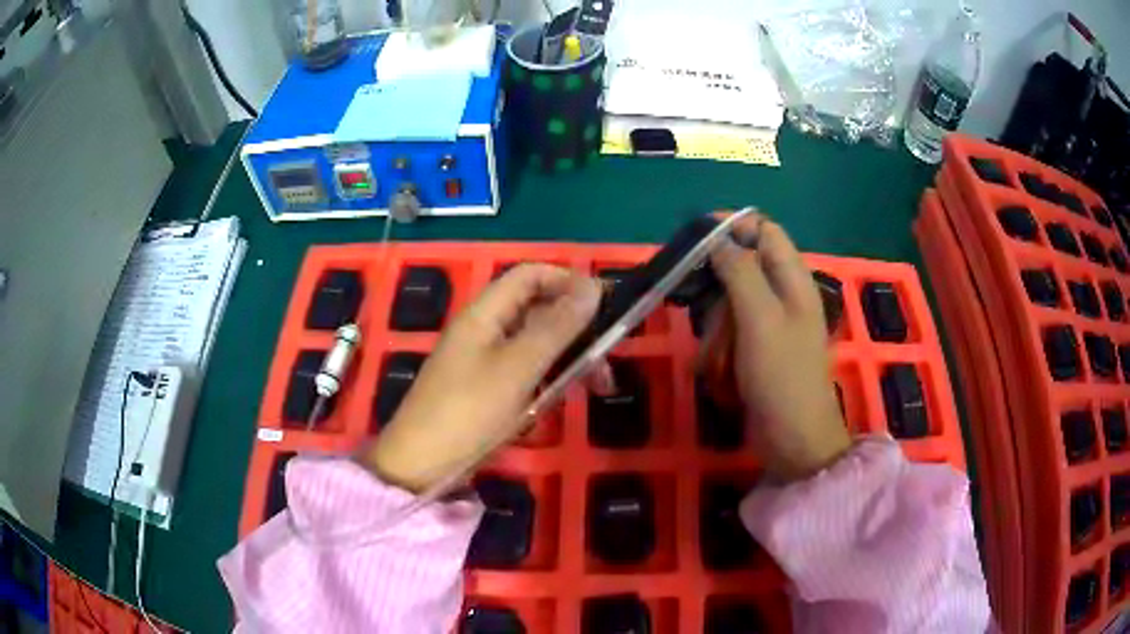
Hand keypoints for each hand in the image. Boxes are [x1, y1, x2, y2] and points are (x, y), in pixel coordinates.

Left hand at [359, 264, 602, 492]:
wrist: (421, 465)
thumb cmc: (469, 411)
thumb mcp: (519, 368)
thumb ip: (557, 327)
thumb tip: (593, 287)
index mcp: (484, 313)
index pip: (530, 275)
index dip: (567, 281)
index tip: (604, 305)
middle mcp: (484, 329)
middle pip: (538, 311)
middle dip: (577, 330)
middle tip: (608, 359)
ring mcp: (484, 361)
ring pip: (537, 346)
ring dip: (569, 360)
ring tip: (598, 387)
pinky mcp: (486, 390)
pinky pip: (526, 373)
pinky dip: (548, 382)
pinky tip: (559, 403)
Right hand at [700, 215, 850, 481]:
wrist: (793, 440)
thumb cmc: (781, 376)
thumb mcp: (759, 318)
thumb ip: (740, 271)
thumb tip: (718, 235)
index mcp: (793, 278)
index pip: (763, 230)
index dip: (731, 227)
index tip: (694, 240)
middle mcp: (785, 294)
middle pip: (742, 267)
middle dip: (719, 291)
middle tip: (705, 314)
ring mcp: (772, 323)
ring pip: (731, 303)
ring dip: (717, 327)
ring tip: (718, 357)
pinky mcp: (759, 349)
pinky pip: (731, 332)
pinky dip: (721, 347)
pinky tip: (720, 370)